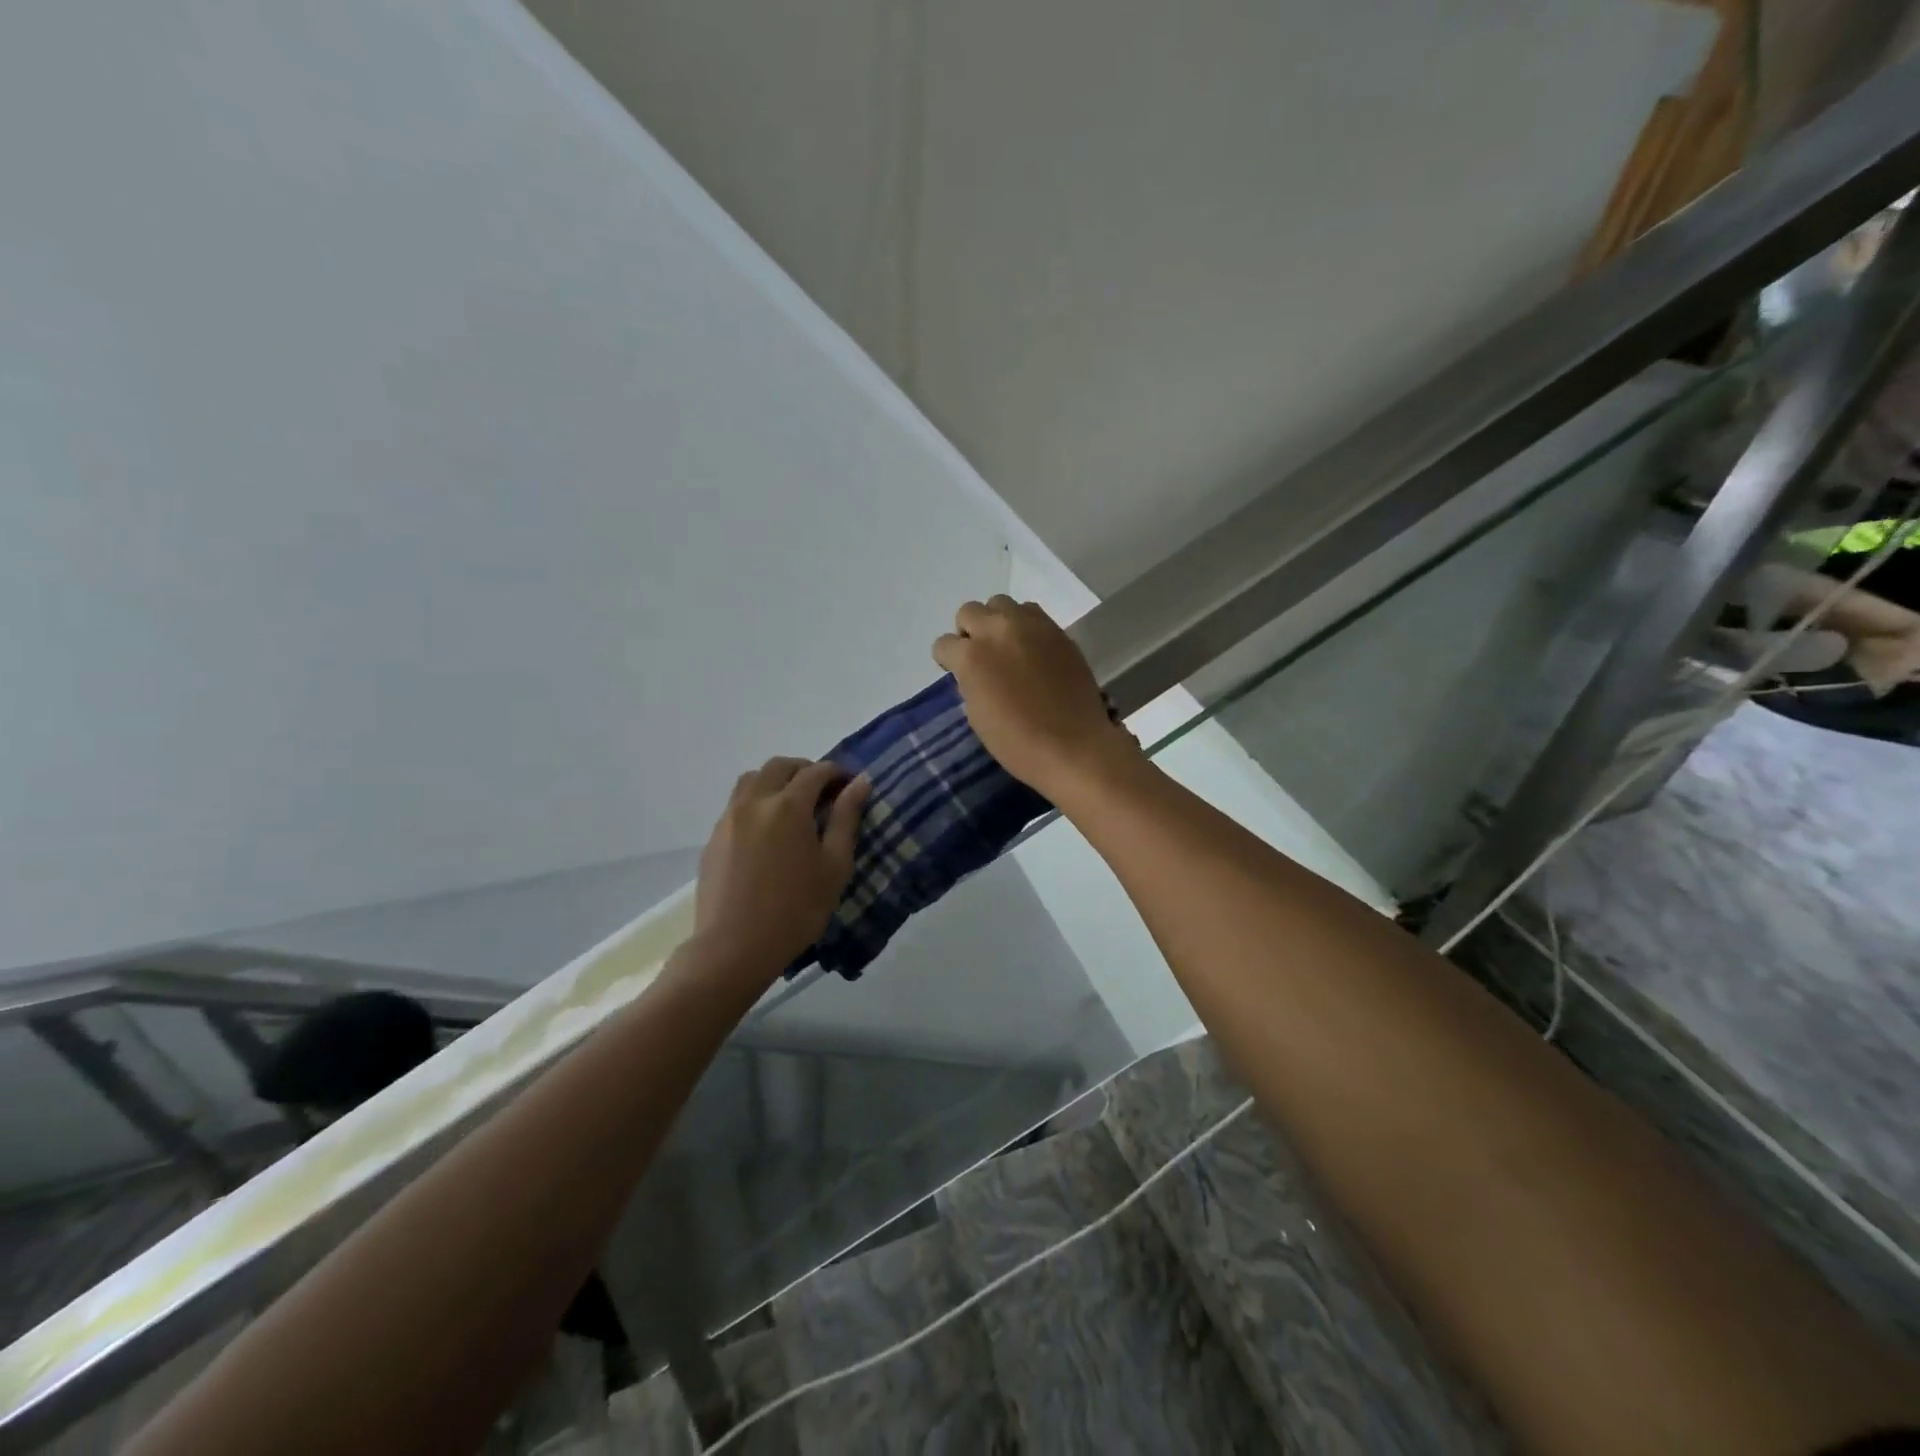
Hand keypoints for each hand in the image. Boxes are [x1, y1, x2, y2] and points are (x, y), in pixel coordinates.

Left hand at [691, 758, 870, 984]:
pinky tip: (768, 831)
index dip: (837, 773)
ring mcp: (729, 818)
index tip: (851, 785)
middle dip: (805, 770)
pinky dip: (757, 801)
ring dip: (776, 781)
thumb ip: (846, 819)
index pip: (816, 772)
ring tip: (794, 805)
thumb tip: (860, 783)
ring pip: (752, 780)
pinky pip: (737, 804)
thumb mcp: (834, 866)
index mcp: (788, 806)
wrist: (734, 948)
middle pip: (779, 766)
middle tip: (824, 791)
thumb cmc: (796, 910)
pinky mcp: (713, 838)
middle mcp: (754, 802)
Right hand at [933, 596, 1141, 798]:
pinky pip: (1031, 613)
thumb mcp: (977, 715)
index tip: (958, 674)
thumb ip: (970, 682)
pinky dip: (1024, 625)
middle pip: (969, 611)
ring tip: (1007, 648)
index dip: (948, 661)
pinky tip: (1031, 649)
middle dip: (969, 632)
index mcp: (971, 656)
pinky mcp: (1057, 630)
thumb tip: (974, 671)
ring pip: (1000, 603)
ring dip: (996, 622)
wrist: (1074, 745)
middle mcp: (997, 630)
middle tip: (982, 657)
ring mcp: (1030, 626)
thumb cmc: (1017, 742)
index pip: (944, 644)